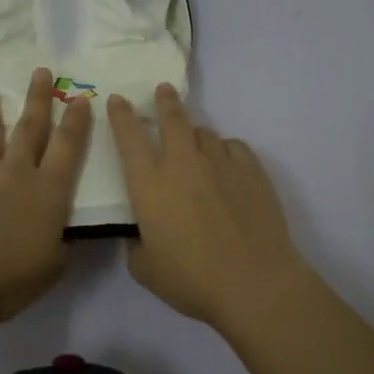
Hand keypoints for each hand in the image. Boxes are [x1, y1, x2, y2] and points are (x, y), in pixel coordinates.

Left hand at [0, 67, 91, 329]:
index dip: (75, 122)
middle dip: (38, 99)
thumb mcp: (51, 267)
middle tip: (40, 72)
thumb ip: (59, 245)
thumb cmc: (7, 279)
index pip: (67, 147)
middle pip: (30, 128)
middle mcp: (16, 174)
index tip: (79, 99)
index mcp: (48, 192)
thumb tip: (59, 234)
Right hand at [107, 83, 309, 331]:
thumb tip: (140, 237)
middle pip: (173, 119)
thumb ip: (136, 247)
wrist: (254, 283)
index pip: (129, 139)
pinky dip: (225, 150)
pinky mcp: (252, 171)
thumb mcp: (147, 270)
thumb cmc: (192, 280)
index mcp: (150, 186)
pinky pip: (234, 147)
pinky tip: (227, 163)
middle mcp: (182, 165)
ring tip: (195, 142)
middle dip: (165, 101)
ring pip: (204, 132)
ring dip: (195, 134)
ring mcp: (220, 164)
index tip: (118, 99)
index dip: (121, 116)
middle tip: (163, 90)